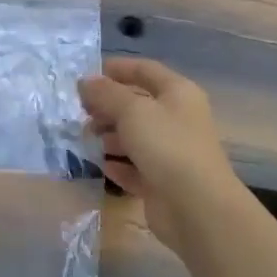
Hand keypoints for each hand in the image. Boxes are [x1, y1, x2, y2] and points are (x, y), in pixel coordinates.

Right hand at [80, 57, 239, 249]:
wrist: (197, 207)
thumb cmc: (166, 145)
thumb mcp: (132, 110)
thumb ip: (106, 93)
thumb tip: (85, 81)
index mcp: (178, 93)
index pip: (145, 70)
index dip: (116, 69)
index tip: (86, 76)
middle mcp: (177, 119)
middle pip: (137, 105)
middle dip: (107, 106)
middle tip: (79, 112)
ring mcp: (171, 152)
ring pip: (134, 137)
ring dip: (109, 136)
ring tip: (84, 139)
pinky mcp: (162, 182)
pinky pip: (135, 167)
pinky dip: (118, 165)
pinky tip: (100, 166)